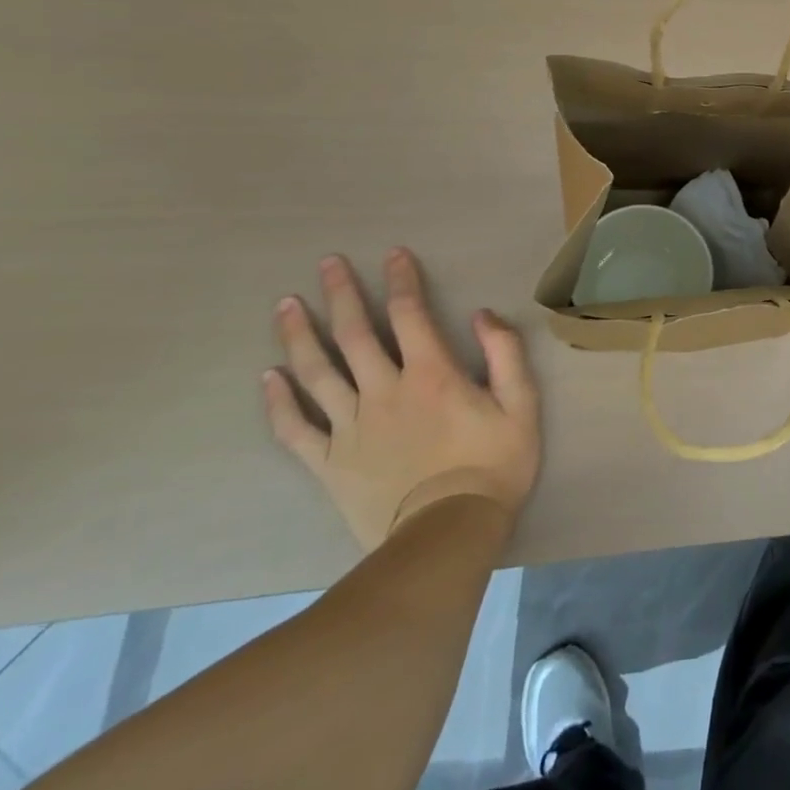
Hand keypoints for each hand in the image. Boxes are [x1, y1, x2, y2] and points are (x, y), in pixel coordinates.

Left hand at [262, 248, 539, 550]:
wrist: (447, 535)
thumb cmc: (493, 466)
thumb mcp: (521, 405)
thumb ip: (505, 353)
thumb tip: (481, 314)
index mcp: (431, 374)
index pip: (410, 314)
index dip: (402, 280)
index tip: (393, 254)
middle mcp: (384, 391)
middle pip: (354, 334)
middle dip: (341, 294)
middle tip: (326, 264)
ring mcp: (350, 427)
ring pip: (317, 373)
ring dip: (299, 335)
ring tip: (286, 305)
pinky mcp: (329, 463)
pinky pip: (296, 428)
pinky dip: (279, 402)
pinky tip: (268, 377)